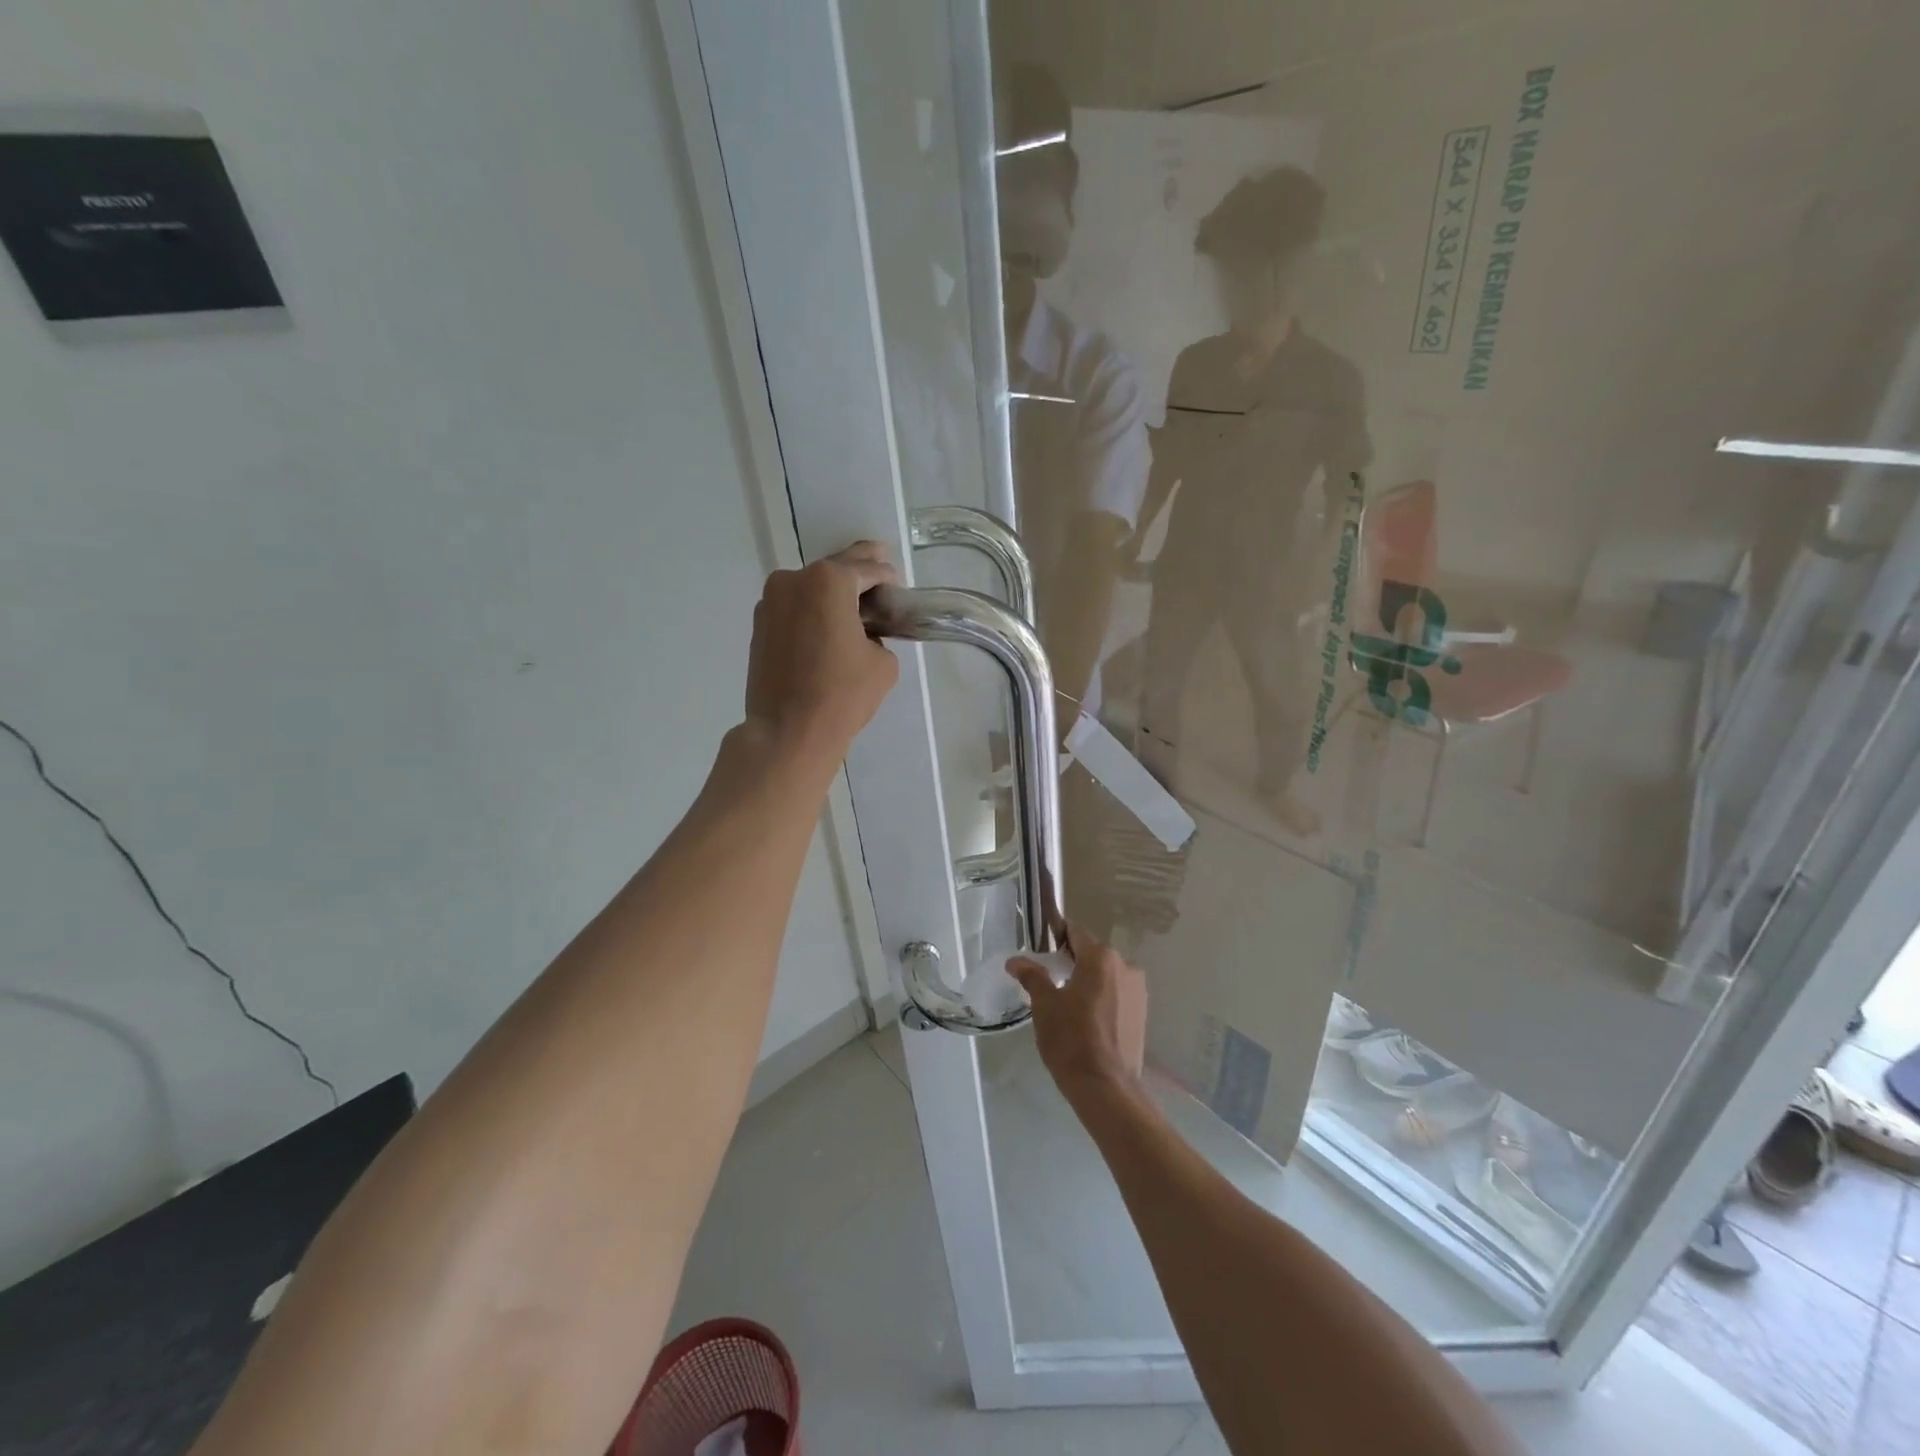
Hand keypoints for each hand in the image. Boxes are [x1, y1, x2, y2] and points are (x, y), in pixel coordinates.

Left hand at [744, 542, 899, 774]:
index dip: (887, 577)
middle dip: (859, 573)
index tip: (898, 587)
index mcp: (829, 581)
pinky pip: (794, 609)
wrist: (788, 731)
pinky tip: (827, 628)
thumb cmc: (842, 694)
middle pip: (834, 571)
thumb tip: (864, 637)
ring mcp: (770, 602)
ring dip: (832, 594)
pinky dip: (812, 612)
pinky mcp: (759, 626)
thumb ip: (879, 636)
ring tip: (854, 607)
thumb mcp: (883, 662)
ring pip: (811, 589)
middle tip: (880, 568)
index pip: (868, 568)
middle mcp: (794, 580)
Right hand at [1009, 930, 1146, 1104]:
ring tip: (1068, 1005)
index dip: (1056, 937)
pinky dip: (1102, 998)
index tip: (1042, 952)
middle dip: (1072, 962)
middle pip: (1092, 953)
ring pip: (1106, 974)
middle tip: (1050, 982)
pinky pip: (1117, 993)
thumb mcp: (1044, 1005)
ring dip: (1089, 981)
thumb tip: (1015, 960)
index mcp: (1101, 957)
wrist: (1106, 1088)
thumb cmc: (1071, 1040)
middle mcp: (1125, 965)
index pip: (1075, 932)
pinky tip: (1088, 1020)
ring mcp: (1138, 990)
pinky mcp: (1143, 1012)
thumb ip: (1032, 976)